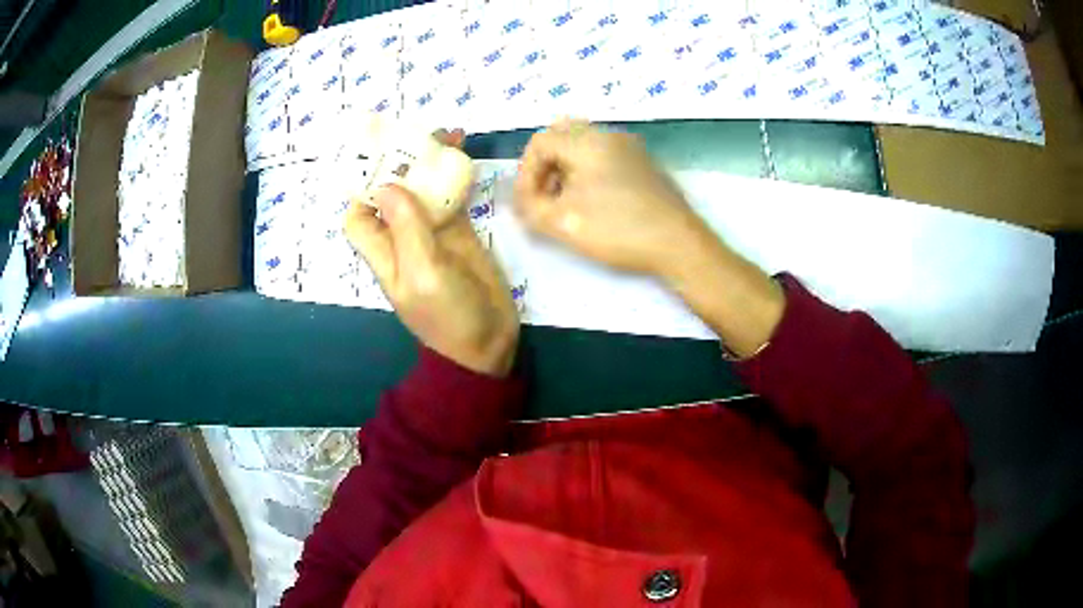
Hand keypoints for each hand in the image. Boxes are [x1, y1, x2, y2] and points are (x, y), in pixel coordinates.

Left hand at [343, 132, 518, 376]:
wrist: (487, 342)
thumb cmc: (448, 316)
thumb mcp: (424, 274)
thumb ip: (407, 229)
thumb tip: (387, 185)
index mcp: (384, 251)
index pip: (358, 215)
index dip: (361, 188)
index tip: (379, 159)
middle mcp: (402, 237)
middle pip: (393, 193)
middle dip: (402, 163)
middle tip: (420, 132)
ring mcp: (432, 233)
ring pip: (424, 190)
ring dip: (432, 163)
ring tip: (450, 134)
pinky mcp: (459, 233)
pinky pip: (452, 198)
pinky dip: (456, 177)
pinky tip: (466, 156)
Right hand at [514, 120, 783, 357]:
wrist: (679, 244)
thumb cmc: (619, 230)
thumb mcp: (563, 223)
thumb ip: (530, 208)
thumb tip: (522, 202)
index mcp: (587, 141)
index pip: (539, 142)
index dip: (525, 173)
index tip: (527, 204)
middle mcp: (609, 135)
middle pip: (561, 137)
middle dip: (544, 168)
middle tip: (542, 197)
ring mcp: (631, 148)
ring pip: (584, 147)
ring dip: (565, 171)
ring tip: (564, 205)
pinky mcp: (645, 165)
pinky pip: (605, 157)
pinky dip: (588, 174)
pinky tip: (593, 204)